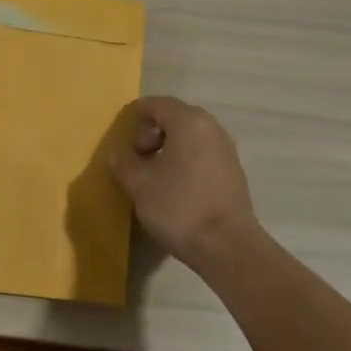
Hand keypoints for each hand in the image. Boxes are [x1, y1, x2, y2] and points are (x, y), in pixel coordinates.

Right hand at [107, 96, 260, 265]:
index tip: (121, 140)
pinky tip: (174, 188)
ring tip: (152, 176)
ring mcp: (226, 149)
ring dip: (167, 149)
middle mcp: (211, 127)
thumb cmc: (179, 207)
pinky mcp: (232, 171)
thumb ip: (123, 162)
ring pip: (189, 137)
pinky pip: (202, 154)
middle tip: (136, 159)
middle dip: (151, 134)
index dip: (135, 117)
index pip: (156, 104)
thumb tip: (118, 153)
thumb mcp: (139, 184)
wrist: (227, 245)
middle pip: (175, 117)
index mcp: (189, 121)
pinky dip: (184, 161)